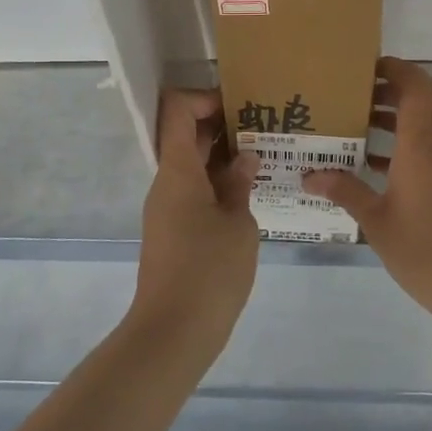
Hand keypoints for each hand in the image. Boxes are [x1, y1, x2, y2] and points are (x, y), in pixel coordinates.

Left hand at [132, 89, 260, 352]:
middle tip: (265, 127)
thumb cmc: (209, 270)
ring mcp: (167, 207)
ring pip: (192, 165)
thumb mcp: (239, 223)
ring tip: (265, 157)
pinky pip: (193, 190)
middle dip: (223, 126)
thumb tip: (244, 158)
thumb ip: (240, 184)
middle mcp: (166, 181)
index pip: (178, 110)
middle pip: (186, 136)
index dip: (206, 98)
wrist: (173, 332)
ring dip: (223, 156)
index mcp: (177, 169)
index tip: (241, 106)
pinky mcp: (173, 231)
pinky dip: (218, 182)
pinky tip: (250, 192)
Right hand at [304, 59, 431, 319]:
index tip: (368, 66)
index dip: (397, 69)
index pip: (417, 88)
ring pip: (426, 127)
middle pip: (424, 101)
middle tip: (356, 93)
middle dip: (392, 89)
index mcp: (421, 148)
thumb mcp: (376, 222)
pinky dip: (405, 148)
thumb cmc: (426, 251)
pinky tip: (375, 168)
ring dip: (396, 120)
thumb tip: (310, 175)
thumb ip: (345, 192)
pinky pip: (429, 152)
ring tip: (357, 126)